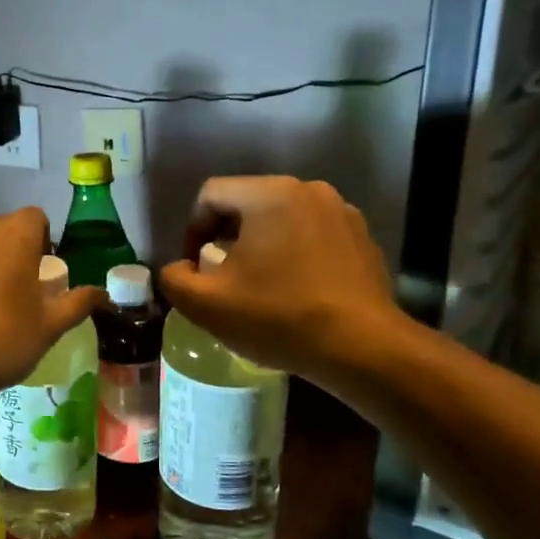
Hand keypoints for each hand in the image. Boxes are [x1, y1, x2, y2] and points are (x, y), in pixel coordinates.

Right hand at [157, 176, 402, 383]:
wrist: (362, 348)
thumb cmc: (278, 316)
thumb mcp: (206, 304)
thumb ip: (175, 279)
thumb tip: (180, 269)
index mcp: (269, 194)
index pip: (211, 194)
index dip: (192, 229)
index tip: (194, 268)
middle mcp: (309, 190)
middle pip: (248, 204)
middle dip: (227, 238)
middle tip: (222, 278)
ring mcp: (342, 213)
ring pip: (282, 220)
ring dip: (262, 246)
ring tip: (259, 287)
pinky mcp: (363, 239)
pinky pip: (314, 236)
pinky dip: (296, 255)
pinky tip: (296, 293)